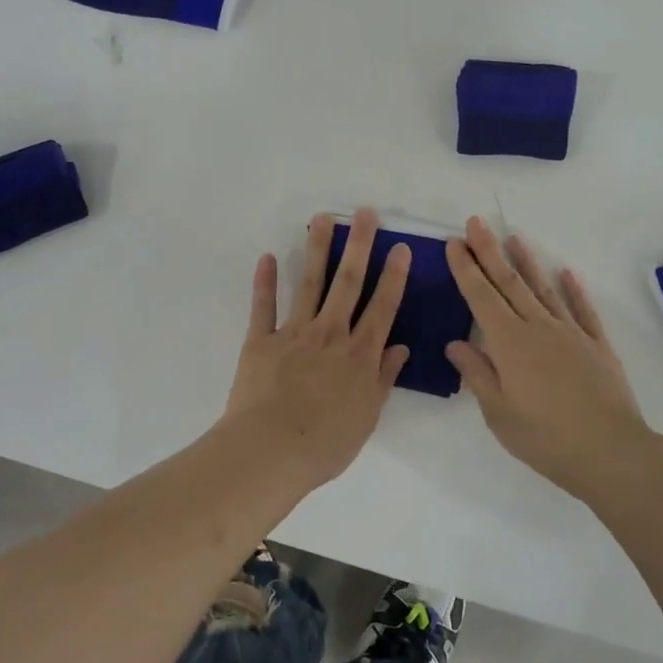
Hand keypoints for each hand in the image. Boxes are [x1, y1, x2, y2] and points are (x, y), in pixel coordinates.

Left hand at [224, 209, 411, 484]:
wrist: (270, 450)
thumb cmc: (325, 443)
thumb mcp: (367, 416)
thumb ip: (383, 378)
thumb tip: (401, 347)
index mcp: (360, 354)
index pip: (383, 307)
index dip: (393, 276)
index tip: (400, 247)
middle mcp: (330, 333)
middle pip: (348, 283)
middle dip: (358, 246)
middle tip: (364, 213)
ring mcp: (294, 333)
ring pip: (309, 283)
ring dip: (317, 249)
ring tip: (322, 218)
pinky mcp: (261, 340)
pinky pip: (263, 306)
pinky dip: (265, 281)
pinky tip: (268, 257)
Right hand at [445, 217, 653, 503]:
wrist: (611, 451)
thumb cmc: (545, 437)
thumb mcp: (498, 413)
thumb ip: (477, 374)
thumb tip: (456, 343)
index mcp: (508, 343)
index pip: (480, 297)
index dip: (465, 269)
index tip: (454, 243)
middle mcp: (537, 327)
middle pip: (509, 283)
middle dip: (489, 252)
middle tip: (476, 222)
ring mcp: (570, 333)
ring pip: (543, 289)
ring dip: (526, 262)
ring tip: (514, 237)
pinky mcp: (596, 345)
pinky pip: (582, 309)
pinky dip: (574, 289)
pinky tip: (567, 272)